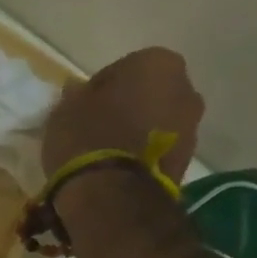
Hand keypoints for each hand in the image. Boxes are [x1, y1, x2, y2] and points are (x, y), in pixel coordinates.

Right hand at [40, 47, 204, 185]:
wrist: (113, 195)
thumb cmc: (88, 139)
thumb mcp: (65, 110)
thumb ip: (75, 95)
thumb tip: (78, 91)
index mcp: (157, 62)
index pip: (121, 69)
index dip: (98, 92)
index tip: (81, 111)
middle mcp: (185, 88)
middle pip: (147, 95)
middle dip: (126, 109)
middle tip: (97, 131)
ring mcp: (191, 127)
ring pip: (156, 123)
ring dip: (137, 134)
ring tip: (107, 156)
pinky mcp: (187, 162)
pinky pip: (159, 151)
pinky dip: (144, 157)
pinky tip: (119, 172)